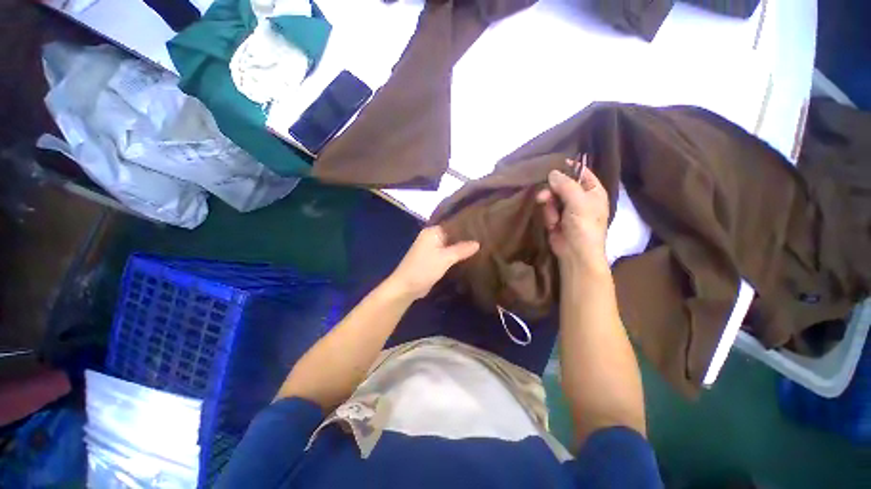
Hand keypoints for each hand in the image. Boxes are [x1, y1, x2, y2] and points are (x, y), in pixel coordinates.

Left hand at [386, 226, 479, 300]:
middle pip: (453, 234)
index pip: (453, 224)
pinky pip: (448, 253)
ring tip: (482, 246)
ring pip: (451, 245)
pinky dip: (456, 255)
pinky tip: (470, 257)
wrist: (406, 287)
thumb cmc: (424, 268)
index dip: (467, 226)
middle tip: (485, 237)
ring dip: (462, 247)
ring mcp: (432, 248)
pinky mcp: (433, 259)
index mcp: (433, 231)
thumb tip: (478, 243)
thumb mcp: (445, 258)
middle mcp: (432, 237)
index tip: (483, 227)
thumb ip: (461, 249)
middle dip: (466, 237)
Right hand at [536, 162, 609, 273]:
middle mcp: (580, 198)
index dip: (570, 168)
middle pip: (562, 185)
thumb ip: (566, 185)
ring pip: (552, 197)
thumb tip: (552, 172)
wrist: (575, 253)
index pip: (582, 173)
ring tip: (552, 217)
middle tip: (544, 196)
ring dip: (549, 206)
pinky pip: (548, 210)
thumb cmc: (584, 225)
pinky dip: (548, 216)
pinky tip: (553, 224)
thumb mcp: (578, 202)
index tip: (555, 164)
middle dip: (552, 191)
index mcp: (593, 191)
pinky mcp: (556, 218)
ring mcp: (567, 209)